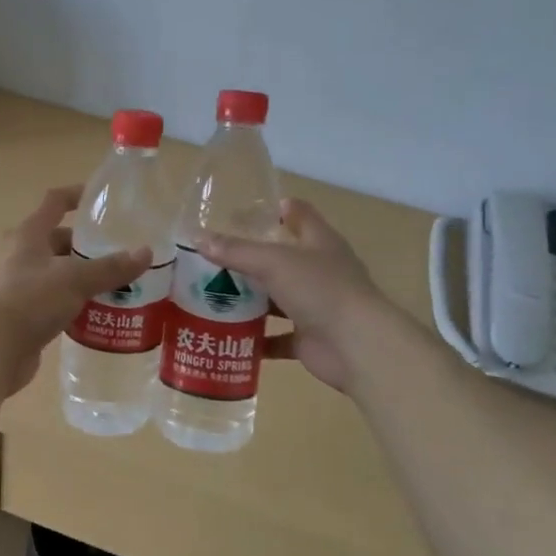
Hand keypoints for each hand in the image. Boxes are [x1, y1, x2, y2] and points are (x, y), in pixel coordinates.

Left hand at [0, 187, 151, 396]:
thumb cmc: (28, 301)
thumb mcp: (74, 280)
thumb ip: (111, 267)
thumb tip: (146, 253)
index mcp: (26, 235)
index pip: (54, 202)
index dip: (77, 196)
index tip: (103, 200)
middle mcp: (16, 255)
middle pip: (56, 241)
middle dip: (86, 247)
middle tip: (119, 255)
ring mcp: (13, 286)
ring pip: (54, 274)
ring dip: (80, 279)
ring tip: (115, 287)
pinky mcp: (16, 316)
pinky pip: (49, 303)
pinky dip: (70, 305)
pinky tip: (94, 316)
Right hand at [200, 199, 400, 391]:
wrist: (357, 346)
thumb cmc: (320, 289)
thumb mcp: (273, 262)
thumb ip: (236, 251)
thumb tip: (198, 238)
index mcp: (319, 242)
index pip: (299, 214)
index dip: (275, 209)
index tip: (242, 212)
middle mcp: (319, 270)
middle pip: (282, 258)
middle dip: (250, 258)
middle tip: (212, 258)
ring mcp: (316, 305)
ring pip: (277, 298)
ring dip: (251, 300)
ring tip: (212, 297)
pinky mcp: (310, 338)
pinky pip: (278, 337)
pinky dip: (257, 339)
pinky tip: (229, 337)